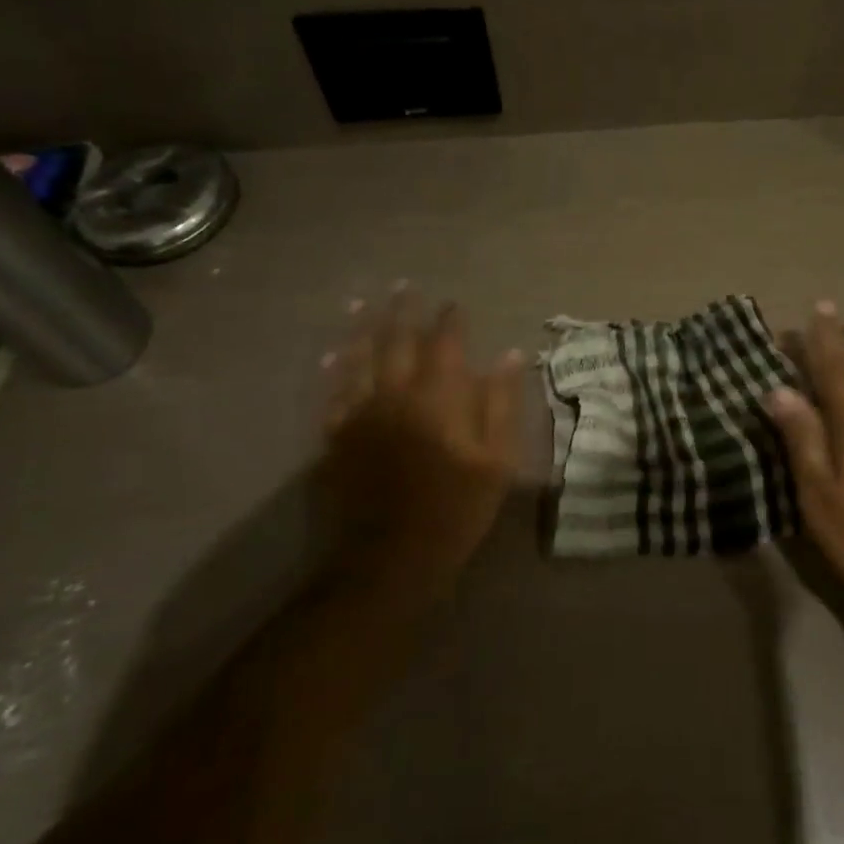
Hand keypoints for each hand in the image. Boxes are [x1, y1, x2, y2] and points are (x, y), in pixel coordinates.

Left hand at [312, 289, 524, 604]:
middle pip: (398, 341)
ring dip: (363, 328)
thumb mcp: (497, 459)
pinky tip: (333, 354)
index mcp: (438, 397)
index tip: (454, 303)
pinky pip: (333, 393)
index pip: (445, 343)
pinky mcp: (336, 438)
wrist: (391, 558)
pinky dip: (335, 370)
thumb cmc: (456, 509)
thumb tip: (510, 355)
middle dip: (403, 311)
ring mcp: (360, 414)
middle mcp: (396, 394)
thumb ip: (502, 403)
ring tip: (363, 302)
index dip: (450, 320)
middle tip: (403, 285)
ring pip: (359, 359)